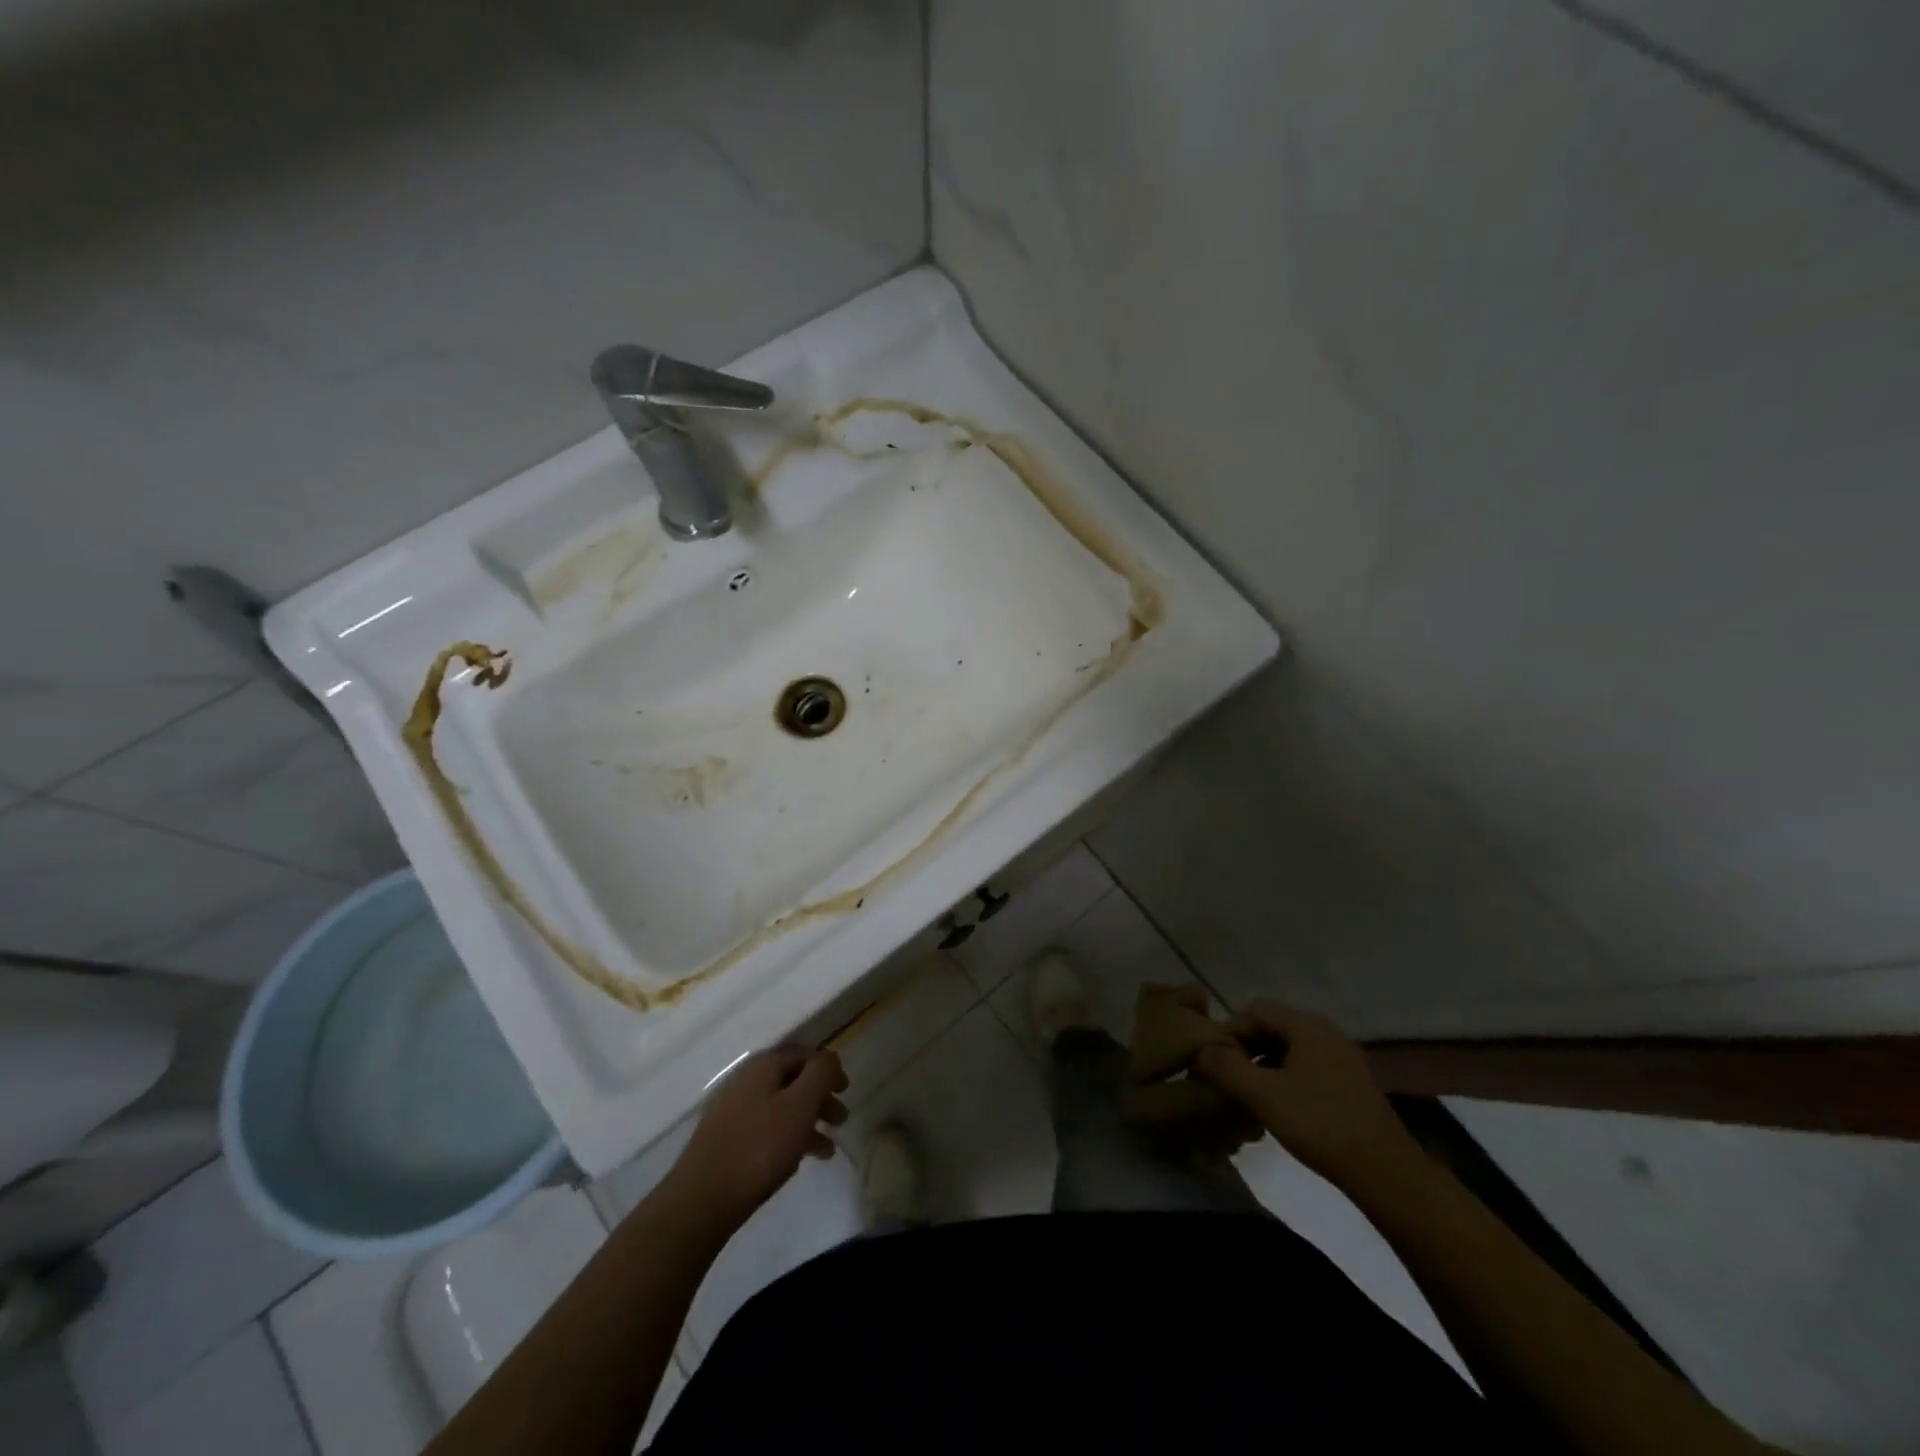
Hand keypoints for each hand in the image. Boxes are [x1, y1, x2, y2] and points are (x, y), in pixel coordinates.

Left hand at [668, 1046, 847, 1227]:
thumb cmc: (759, 1147)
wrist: (702, 1200)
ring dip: (807, 1122)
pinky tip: (798, 1161)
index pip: (805, 1055)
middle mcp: (746, 1081)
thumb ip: (821, 1074)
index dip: (828, 1069)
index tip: (846, 1090)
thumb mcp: (800, 1105)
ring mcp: (732, 1111)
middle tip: (841, 1120)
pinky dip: (787, 1138)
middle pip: (793, 1081)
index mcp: (763, 1066)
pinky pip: (765, 1129)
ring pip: (780, 1107)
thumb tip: (830, 1058)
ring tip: (827, 1150)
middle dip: (820, 1098)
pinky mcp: (725, 1140)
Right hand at [1195, 1003, 1417, 1187]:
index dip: (1229, 1031)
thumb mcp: (1264, 1095)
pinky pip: (1306, 1067)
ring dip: (1263, 1065)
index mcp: (1307, 1026)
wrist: (1387, 1174)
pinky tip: (1277, 1106)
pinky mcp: (1351, 1083)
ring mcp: (1342, 1058)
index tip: (1213, 1061)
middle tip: (1225, 1077)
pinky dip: (1284, 1078)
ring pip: (1289, 1049)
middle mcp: (1326, 1033)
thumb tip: (1200, 1050)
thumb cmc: (1320, 1125)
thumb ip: (1226, 1067)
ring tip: (1247, 1094)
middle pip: (1272, 1027)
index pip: (1254, 1011)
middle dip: (1244, 1048)